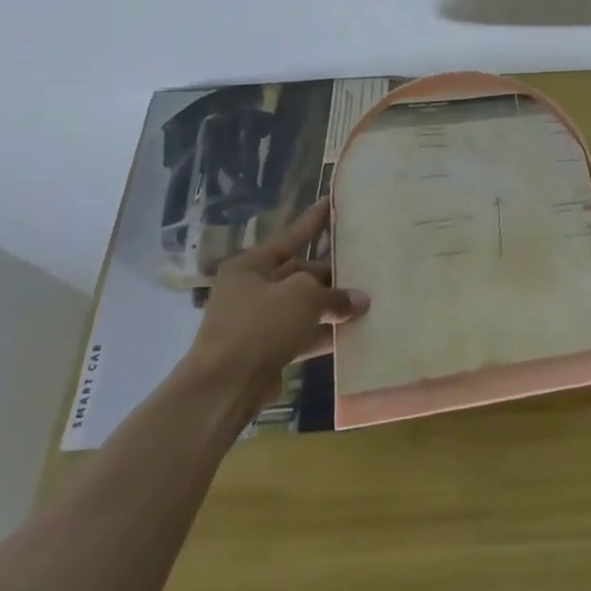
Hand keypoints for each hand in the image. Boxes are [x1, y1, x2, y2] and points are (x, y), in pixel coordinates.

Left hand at [186, 199, 369, 412]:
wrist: (224, 387)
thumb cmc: (260, 326)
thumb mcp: (304, 298)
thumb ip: (335, 295)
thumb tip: (360, 300)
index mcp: (251, 266)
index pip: (291, 237)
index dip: (314, 221)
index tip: (333, 203)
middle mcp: (251, 290)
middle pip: (299, 275)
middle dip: (331, 276)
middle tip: (365, 270)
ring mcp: (256, 323)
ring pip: (302, 307)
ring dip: (331, 308)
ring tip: (367, 302)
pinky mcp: (265, 351)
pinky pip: (301, 335)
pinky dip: (323, 334)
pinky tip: (353, 335)